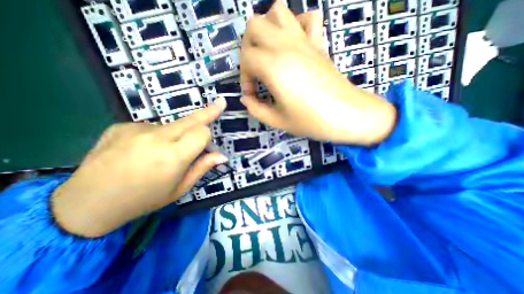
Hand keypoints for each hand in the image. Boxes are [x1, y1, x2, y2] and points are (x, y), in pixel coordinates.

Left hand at [51, 98, 227, 237]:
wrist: (87, 204)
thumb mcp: (180, 188)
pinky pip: (151, 128)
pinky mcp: (121, 126)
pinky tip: (141, 151)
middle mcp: (157, 138)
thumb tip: (222, 155)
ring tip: (159, 154)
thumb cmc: (144, 199)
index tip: (209, 142)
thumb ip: (202, 167)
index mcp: (173, 156)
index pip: (202, 132)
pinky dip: (155, 137)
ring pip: (172, 125)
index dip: (207, 136)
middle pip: (191, 119)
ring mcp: (136, 129)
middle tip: (220, 102)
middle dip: (208, 111)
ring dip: (176, 135)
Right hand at [239, 3, 395, 144]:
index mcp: (274, 66)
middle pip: (254, 25)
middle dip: (248, 48)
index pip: (245, 59)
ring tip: (269, 54)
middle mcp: (286, 46)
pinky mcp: (318, 43)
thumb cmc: (311, 120)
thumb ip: (256, 109)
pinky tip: (294, 46)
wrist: (347, 115)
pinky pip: (307, 18)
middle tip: (256, 71)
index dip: (244, 78)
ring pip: (277, 11)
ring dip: (267, 30)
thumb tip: (246, 99)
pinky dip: (296, 25)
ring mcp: (304, 41)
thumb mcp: (277, 121)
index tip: (253, 95)